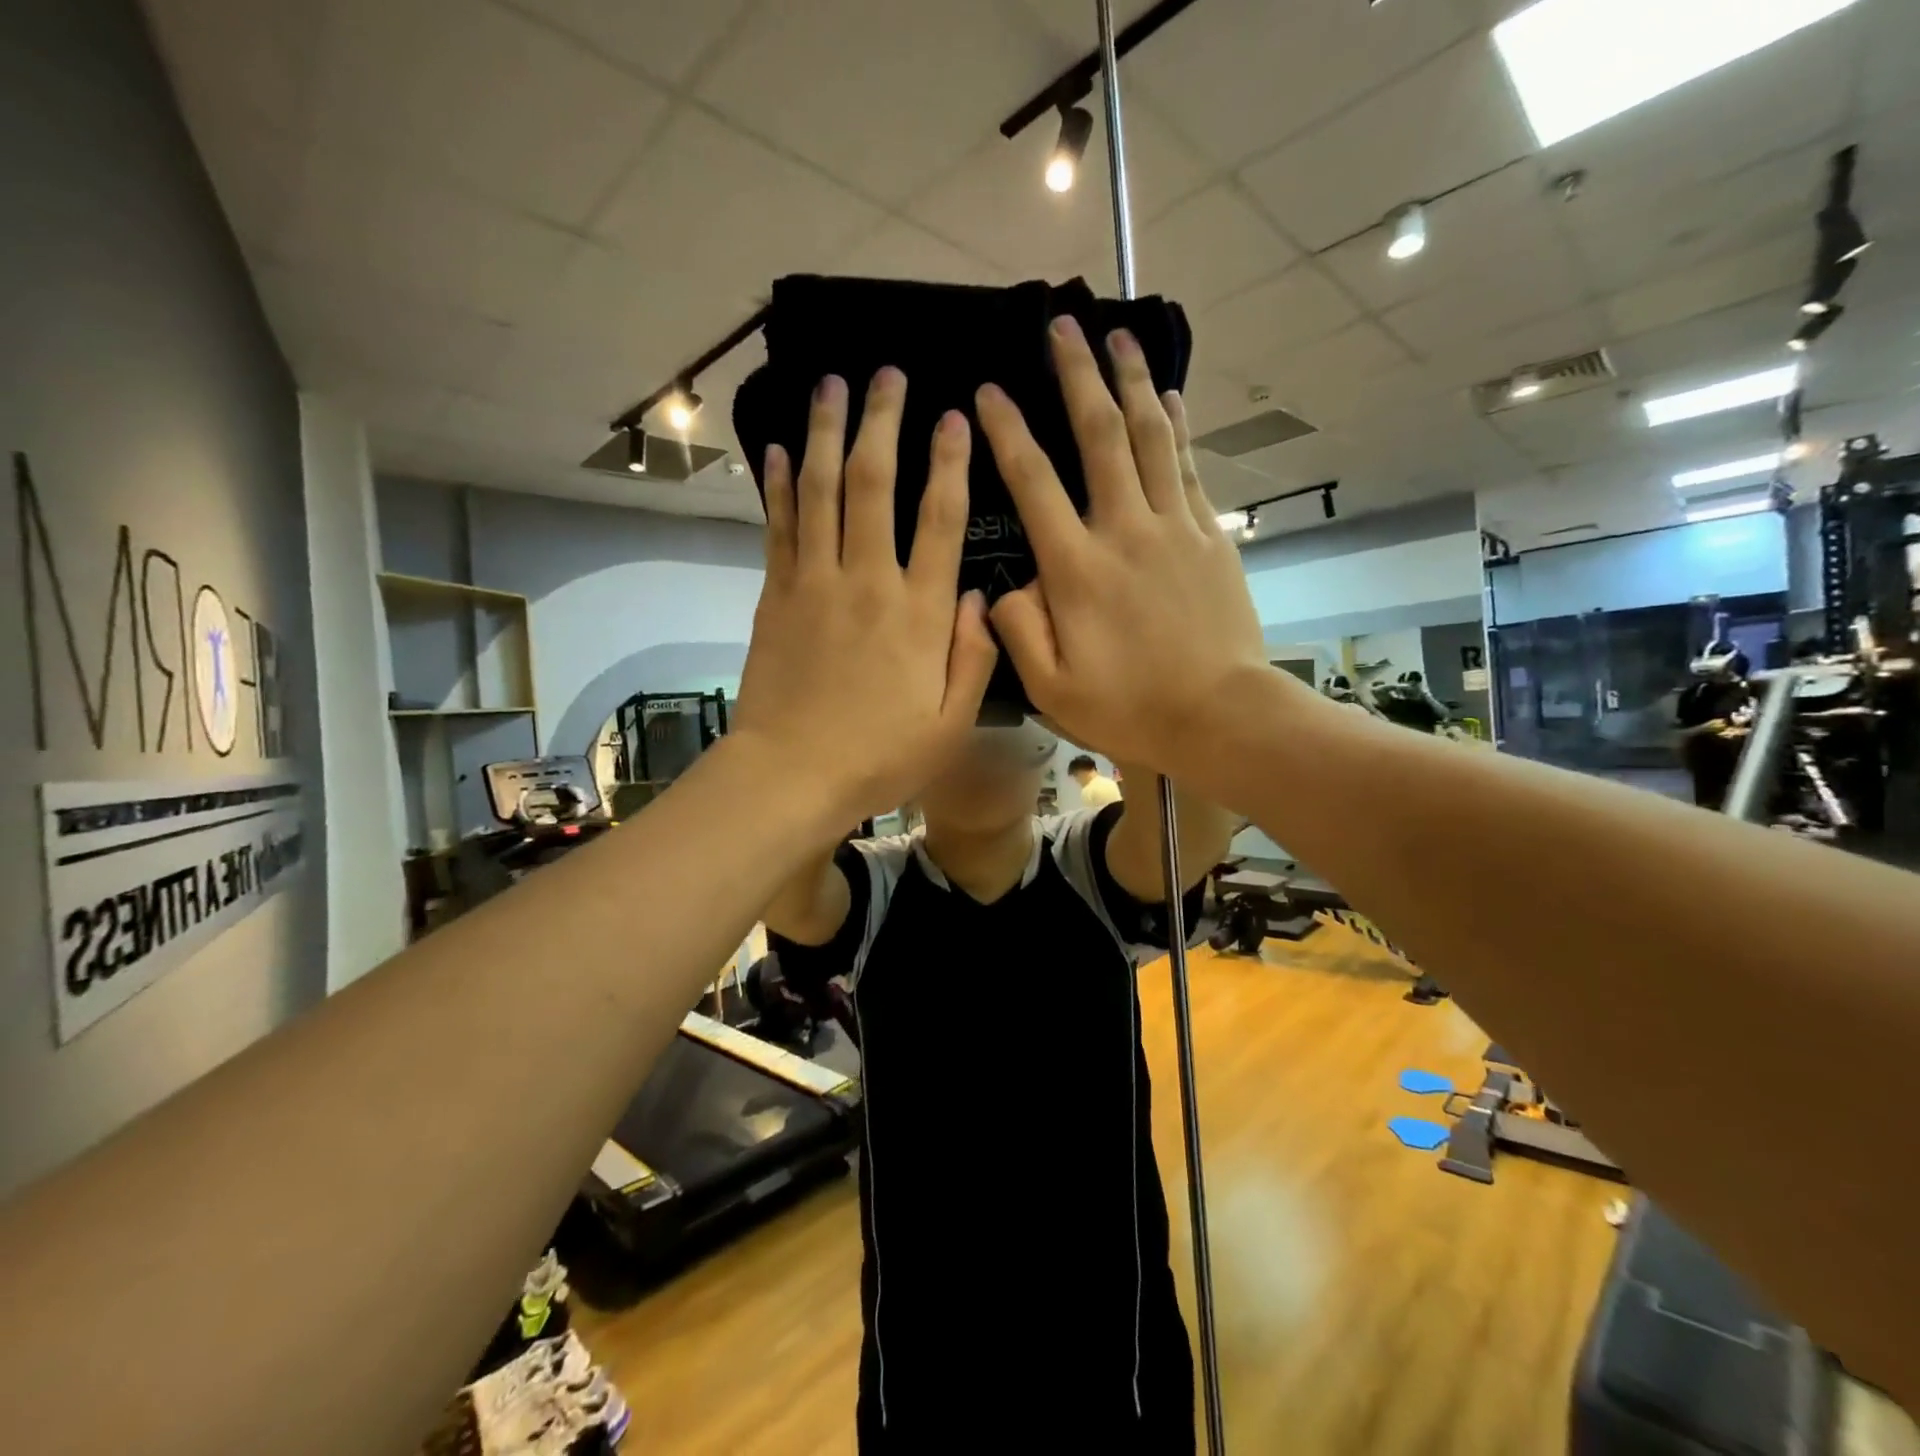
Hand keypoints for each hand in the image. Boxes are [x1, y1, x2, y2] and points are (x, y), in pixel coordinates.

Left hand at [732, 369, 997, 824]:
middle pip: (873, 484)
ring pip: (820, 491)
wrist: (792, 775)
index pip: (940, 520)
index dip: (949, 463)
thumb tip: (982, 597)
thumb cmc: (880, 757)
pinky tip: (778, 449)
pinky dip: (779, 485)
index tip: (954, 417)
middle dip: (881, 423)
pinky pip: (779, 527)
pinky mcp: (775, 596)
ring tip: (830, 385)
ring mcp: (815, 584)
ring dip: (825, 433)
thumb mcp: (951, 723)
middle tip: (886, 375)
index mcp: (919, 614)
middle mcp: (868, 582)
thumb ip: (973, 657)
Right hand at [973, 315, 1270, 771]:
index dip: (1008, 433)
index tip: (989, 392)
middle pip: (1100, 437)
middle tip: (1062, 326)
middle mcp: (1125, 531)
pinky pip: (1191, 468)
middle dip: (1077, 376)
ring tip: (1119, 336)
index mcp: (1077, 569)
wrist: (1221, 716)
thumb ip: (1017, 631)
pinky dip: (1179, 427)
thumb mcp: (1051, 688)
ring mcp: (1175, 529)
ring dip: (1133, 382)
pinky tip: (1172, 397)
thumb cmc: (1130, 708)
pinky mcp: (1211, 537)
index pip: (1034, 484)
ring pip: (1152, 438)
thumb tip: (1003, 586)